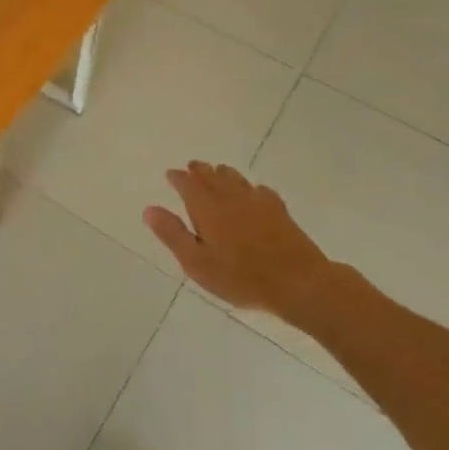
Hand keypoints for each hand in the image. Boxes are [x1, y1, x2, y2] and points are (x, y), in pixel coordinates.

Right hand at [143, 162, 329, 319]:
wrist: (299, 282)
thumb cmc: (241, 277)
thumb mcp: (197, 263)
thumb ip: (173, 234)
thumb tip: (150, 209)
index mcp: (207, 208)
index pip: (188, 184)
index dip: (178, 178)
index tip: (171, 174)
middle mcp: (230, 197)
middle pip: (212, 175)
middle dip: (199, 170)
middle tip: (192, 167)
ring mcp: (257, 202)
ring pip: (236, 178)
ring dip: (223, 173)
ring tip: (217, 173)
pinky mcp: (279, 211)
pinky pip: (260, 190)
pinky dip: (250, 188)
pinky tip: (253, 193)